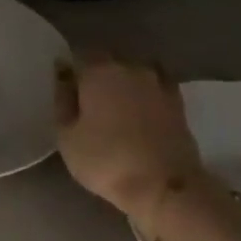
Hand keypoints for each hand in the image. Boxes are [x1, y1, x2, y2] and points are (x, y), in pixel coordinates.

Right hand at [55, 55, 203, 227]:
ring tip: (114, 109)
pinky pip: (153, 89)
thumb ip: (63, 100)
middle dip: (97, 76)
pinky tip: (139, 112)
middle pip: (108, 62)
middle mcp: (130, 68)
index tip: (65, 90)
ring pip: (133, 74)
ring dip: (122, 85)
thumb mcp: (67, 136)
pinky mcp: (178, 102)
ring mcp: (158, 83)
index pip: (79, 55)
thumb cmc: (105, 160)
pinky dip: (144, 96)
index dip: (70, 71)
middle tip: (87, 103)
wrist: (164, 185)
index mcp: (99, 71)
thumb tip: (63, 74)